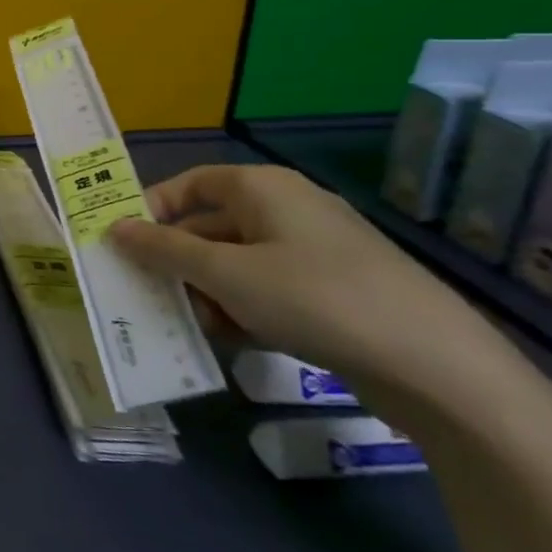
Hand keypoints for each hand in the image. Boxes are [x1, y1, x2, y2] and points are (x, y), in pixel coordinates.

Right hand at [106, 164, 494, 392]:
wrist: (438, 367)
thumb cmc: (314, 298)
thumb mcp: (224, 275)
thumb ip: (163, 250)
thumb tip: (114, 227)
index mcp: (262, 188)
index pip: (190, 184)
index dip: (153, 209)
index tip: (125, 243)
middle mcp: (288, 209)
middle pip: (211, 225)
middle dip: (177, 261)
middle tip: (147, 293)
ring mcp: (317, 252)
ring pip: (238, 263)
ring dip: (207, 291)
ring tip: (189, 325)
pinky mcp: (337, 292)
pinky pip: (270, 289)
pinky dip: (244, 309)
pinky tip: (233, 340)